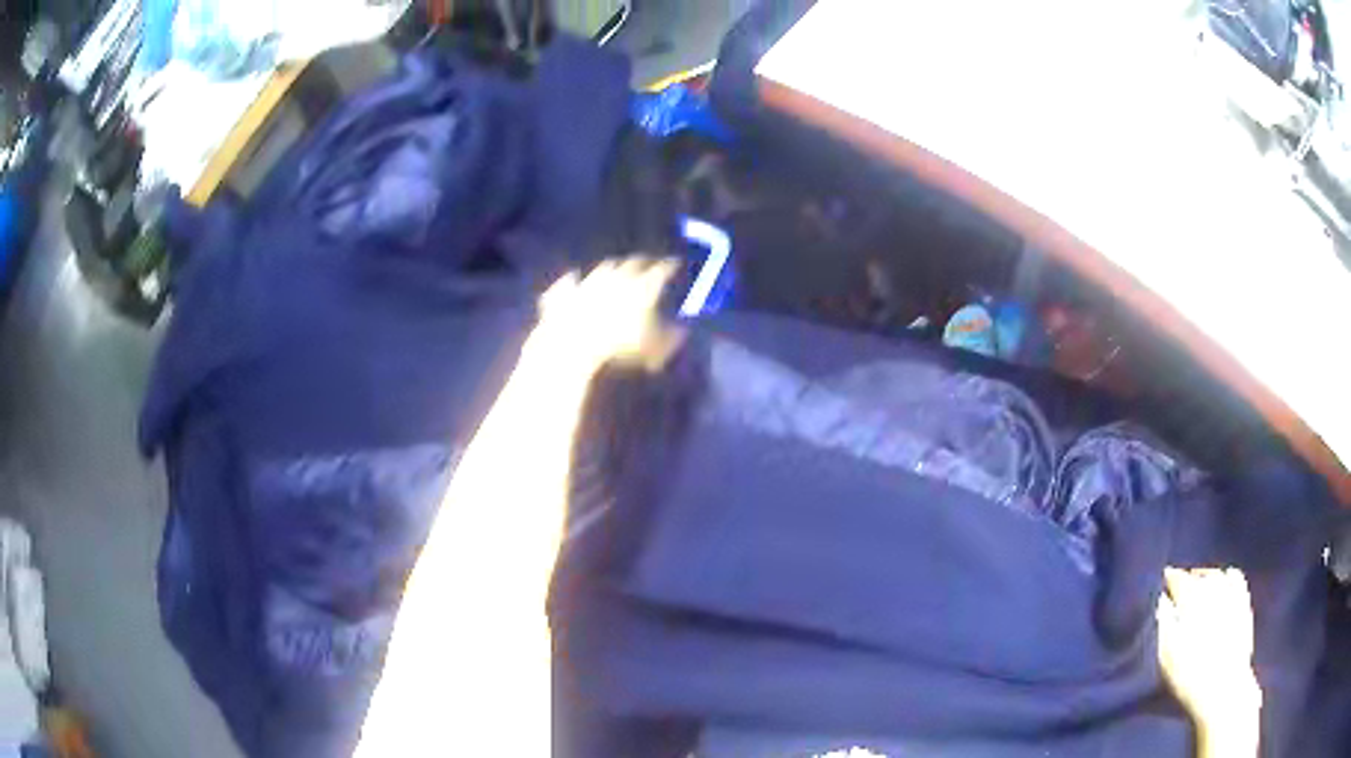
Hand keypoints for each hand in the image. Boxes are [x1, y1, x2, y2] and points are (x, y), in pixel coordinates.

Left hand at [530, 259, 681, 372]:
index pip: (662, 269)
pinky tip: (573, 281)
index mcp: (644, 286)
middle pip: (634, 263)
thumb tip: (682, 331)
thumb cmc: (621, 348)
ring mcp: (589, 281)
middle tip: (649, 264)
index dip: (670, 266)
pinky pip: (571, 283)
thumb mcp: (656, 348)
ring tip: (616, 269)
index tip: (675, 264)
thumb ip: (671, 337)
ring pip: (604, 268)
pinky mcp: (565, 293)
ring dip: (613, 268)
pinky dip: (575, 281)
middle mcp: (618, 276)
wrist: (574, 346)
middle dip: (643, 262)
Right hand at [1157, 568, 1260, 755]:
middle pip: (1197, 575)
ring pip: (1216, 574)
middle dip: (1186, 579)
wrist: (1223, 689)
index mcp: (1191, 598)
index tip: (1158, 583)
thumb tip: (1160, 599)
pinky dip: (1227, 576)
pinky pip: (1236, 578)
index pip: (1177, 578)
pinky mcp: (1243, 602)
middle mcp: (1213, 588)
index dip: (1167, 580)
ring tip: (1197, 586)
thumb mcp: (1166, 655)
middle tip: (1175, 590)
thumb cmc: (1189, 676)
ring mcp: (1231, 593)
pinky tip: (1223, 581)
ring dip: (1205, 577)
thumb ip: (1162, 622)